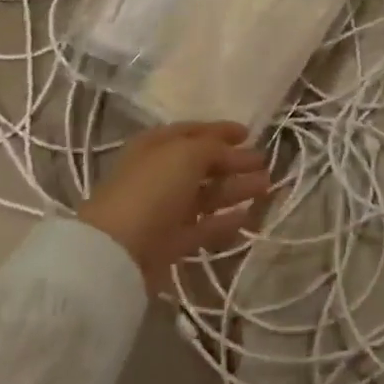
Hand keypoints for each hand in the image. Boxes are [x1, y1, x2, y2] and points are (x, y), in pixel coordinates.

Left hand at [78, 123, 271, 293]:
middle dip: (234, 162)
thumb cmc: (151, 188)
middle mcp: (159, 174)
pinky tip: (248, 217)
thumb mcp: (186, 154)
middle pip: (202, 164)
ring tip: (266, 187)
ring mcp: (163, 210)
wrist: (117, 252)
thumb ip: (214, 148)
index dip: (221, 131)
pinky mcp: (169, 243)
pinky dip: (224, 221)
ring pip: (206, 195)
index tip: (249, 134)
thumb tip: (232, 151)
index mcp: (156, 145)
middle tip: (264, 163)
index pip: (193, 132)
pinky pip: (203, 227)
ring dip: (235, 189)